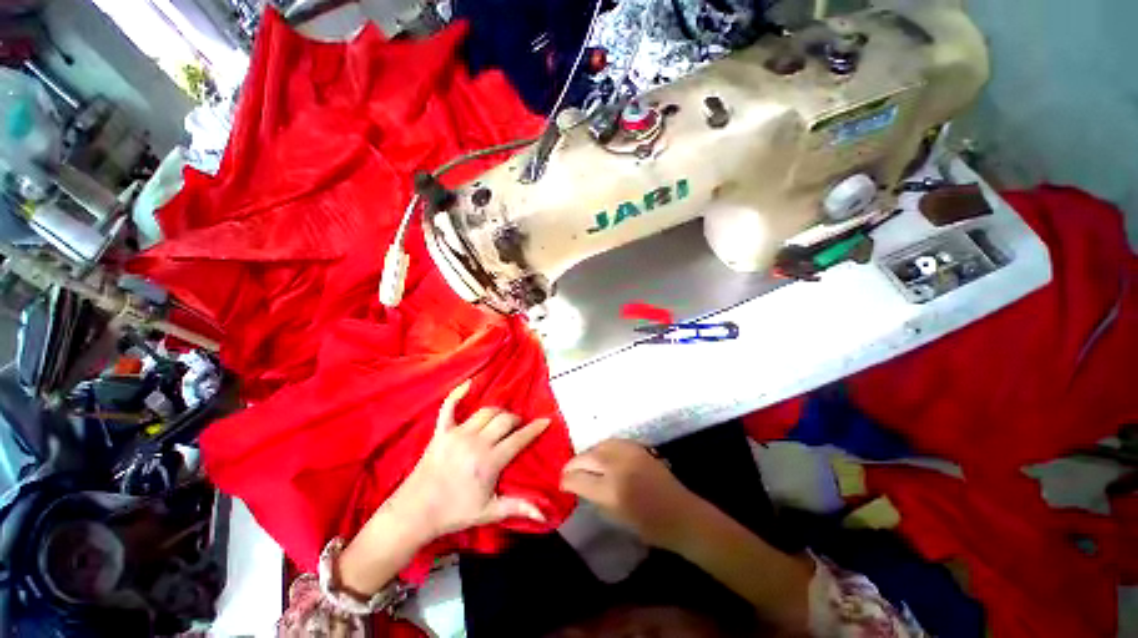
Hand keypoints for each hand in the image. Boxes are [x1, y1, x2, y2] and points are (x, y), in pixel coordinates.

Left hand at [388, 380, 551, 539]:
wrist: (415, 513)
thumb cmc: (454, 513)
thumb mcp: (489, 512)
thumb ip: (518, 507)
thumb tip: (545, 515)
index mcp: (490, 462)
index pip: (519, 439)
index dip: (535, 429)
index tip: (546, 420)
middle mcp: (476, 443)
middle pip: (505, 420)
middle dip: (516, 420)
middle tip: (518, 427)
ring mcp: (457, 434)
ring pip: (486, 412)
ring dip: (498, 412)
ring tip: (501, 420)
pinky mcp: (441, 432)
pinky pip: (449, 406)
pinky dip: (458, 394)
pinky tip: (469, 384)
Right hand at [560, 439, 703, 549]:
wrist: (681, 514)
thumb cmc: (649, 527)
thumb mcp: (616, 518)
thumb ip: (594, 498)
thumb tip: (579, 485)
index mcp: (611, 492)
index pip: (578, 479)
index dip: (566, 480)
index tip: (562, 483)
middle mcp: (617, 468)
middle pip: (586, 457)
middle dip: (572, 464)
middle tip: (567, 472)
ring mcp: (628, 454)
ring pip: (598, 446)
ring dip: (587, 454)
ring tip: (583, 463)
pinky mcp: (638, 447)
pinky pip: (612, 442)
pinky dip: (602, 447)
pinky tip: (600, 454)